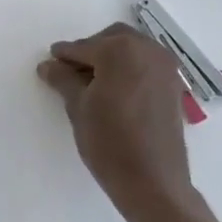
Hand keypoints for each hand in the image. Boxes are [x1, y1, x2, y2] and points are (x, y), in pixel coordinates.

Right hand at [37, 23, 196, 221]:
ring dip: (111, 57)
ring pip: (131, 49)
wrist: (153, 182)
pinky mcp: (173, 84)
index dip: (64, 56)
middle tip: (71, 72)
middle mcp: (147, 49)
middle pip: (111, 39)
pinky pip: (146, 64)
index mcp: (120, 50)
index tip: (50, 63)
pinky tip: (115, 90)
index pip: (83, 47)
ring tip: (92, 83)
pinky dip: (129, 68)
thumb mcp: (78, 108)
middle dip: (90, 51)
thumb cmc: (109, 142)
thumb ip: (63, 79)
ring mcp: (164, 66)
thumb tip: (48, 65)